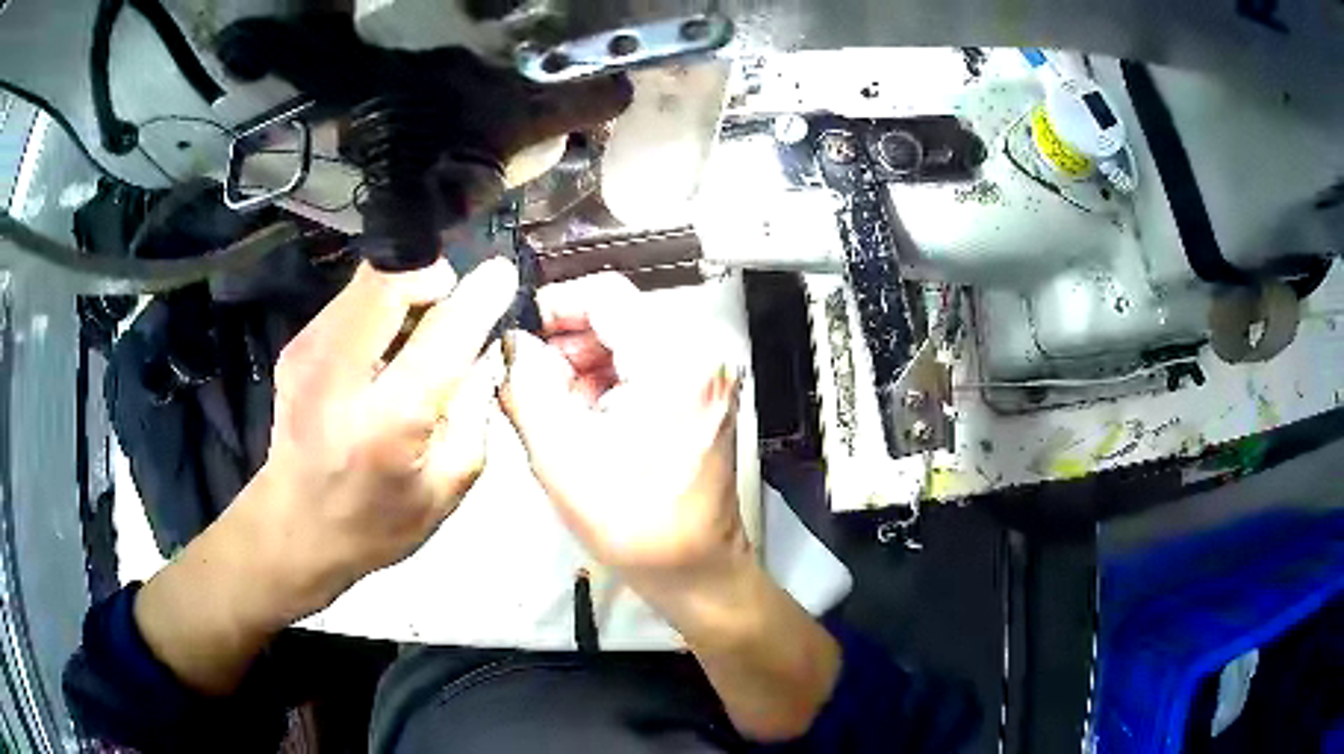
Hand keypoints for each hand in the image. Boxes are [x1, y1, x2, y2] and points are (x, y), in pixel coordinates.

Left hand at [233, 257, 517, 623]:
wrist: (294, 529)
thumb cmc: (376, 524)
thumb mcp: (447, 488)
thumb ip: (475, 412)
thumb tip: (484, 349)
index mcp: (388, 420)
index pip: (444, 331)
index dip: (480, 294)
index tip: (502, 275)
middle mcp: (340, 373)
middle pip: (391, 280)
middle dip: (433, 276)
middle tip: (452, 304)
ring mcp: (308, 353)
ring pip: (369, 281)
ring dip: (405, 292)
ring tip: (416, 334)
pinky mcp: (295, 345)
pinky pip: (350, 301)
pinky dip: (378, 309)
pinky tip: (382, 351)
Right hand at [498, 274, 748, 595]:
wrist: (697, 569)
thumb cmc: (634, 524)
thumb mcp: (560, 456)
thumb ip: (526, 387)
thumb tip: (512, 343)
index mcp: (675, 362)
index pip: (607, 295)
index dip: (555, 305)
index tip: (519, 335)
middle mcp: (703, 354)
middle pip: (620, 314)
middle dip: (567, 339)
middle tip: (530, 376)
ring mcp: (710, 373)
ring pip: (631, 336)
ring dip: (586, 360)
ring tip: (555, 404)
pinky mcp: (706, 392)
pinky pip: (648, 361)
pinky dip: (611, 377)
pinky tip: (587, 414)